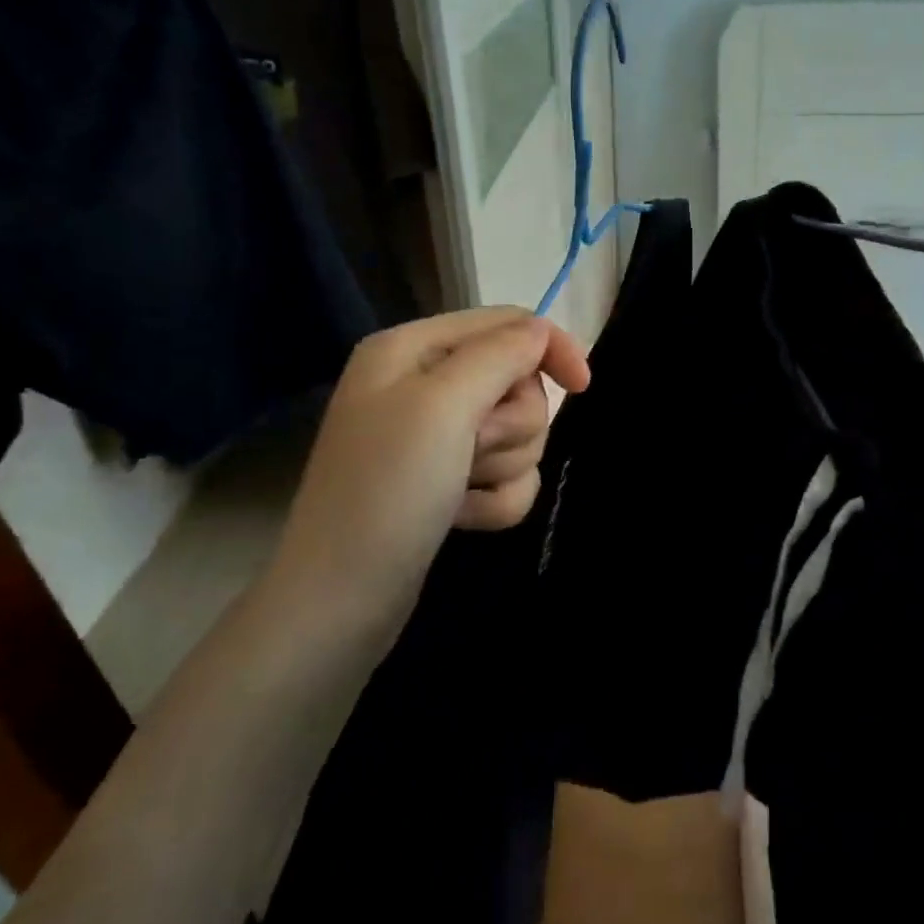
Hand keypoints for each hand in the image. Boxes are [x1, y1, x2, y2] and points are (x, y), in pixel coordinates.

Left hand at [262, 308, 590, 643]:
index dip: (549, 349)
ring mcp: (437, 439)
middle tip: (473, 451)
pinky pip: (507, 477)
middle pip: (518, 384)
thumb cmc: (388, 489)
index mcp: (414, 349)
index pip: (508, 324)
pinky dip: (495, 501)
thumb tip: (541, 331)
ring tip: (459, 492)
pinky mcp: (449, 483)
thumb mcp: (444, 405)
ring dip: (503, 468)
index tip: (583, 387)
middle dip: (512, 426)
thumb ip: (500, 354)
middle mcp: (425, 386)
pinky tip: (461, 519)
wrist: (341, 600)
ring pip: (520, 435)